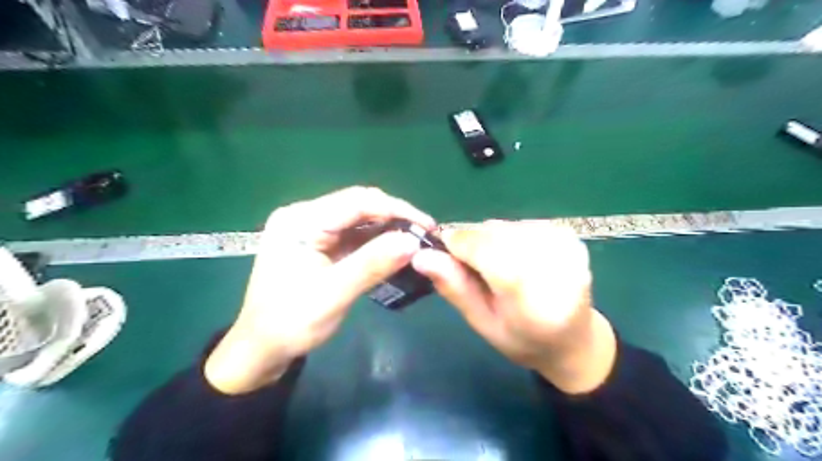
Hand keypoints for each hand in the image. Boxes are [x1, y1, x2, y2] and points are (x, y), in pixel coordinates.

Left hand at [205, 185, 435, 393]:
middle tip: (426, 235)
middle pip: (359, 205)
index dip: (397, 209)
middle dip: (395, 217)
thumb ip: (372, 265)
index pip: (357, 201)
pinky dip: (377, 241)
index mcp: (301, 220)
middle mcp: (305, 216)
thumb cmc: (290, 323)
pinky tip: (396, 249)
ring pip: (360, 219)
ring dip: (389, 228)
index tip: (428, 226)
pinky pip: (355, 235)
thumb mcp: (333, 294)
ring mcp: (312, 229)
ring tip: (416, 241)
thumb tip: (413, 241)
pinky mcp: (320, 244)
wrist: (261, 349)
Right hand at [415, 222, 612, 393]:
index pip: (489, 253)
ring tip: (495, 265)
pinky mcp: (569, 235)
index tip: (444, 251)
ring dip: (489, 240)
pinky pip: (519, 224)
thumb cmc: (521, 339)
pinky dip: (506, 236)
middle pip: (495, 235)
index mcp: (534, 303)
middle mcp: (557, 268)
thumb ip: (455, 288)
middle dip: (472, 243)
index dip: (460, 246)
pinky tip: (514, 256)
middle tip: (471, 266)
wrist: (573, 339)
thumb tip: (421, 256)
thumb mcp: (482, 323)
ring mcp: (566, 247)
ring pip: (505, 226)